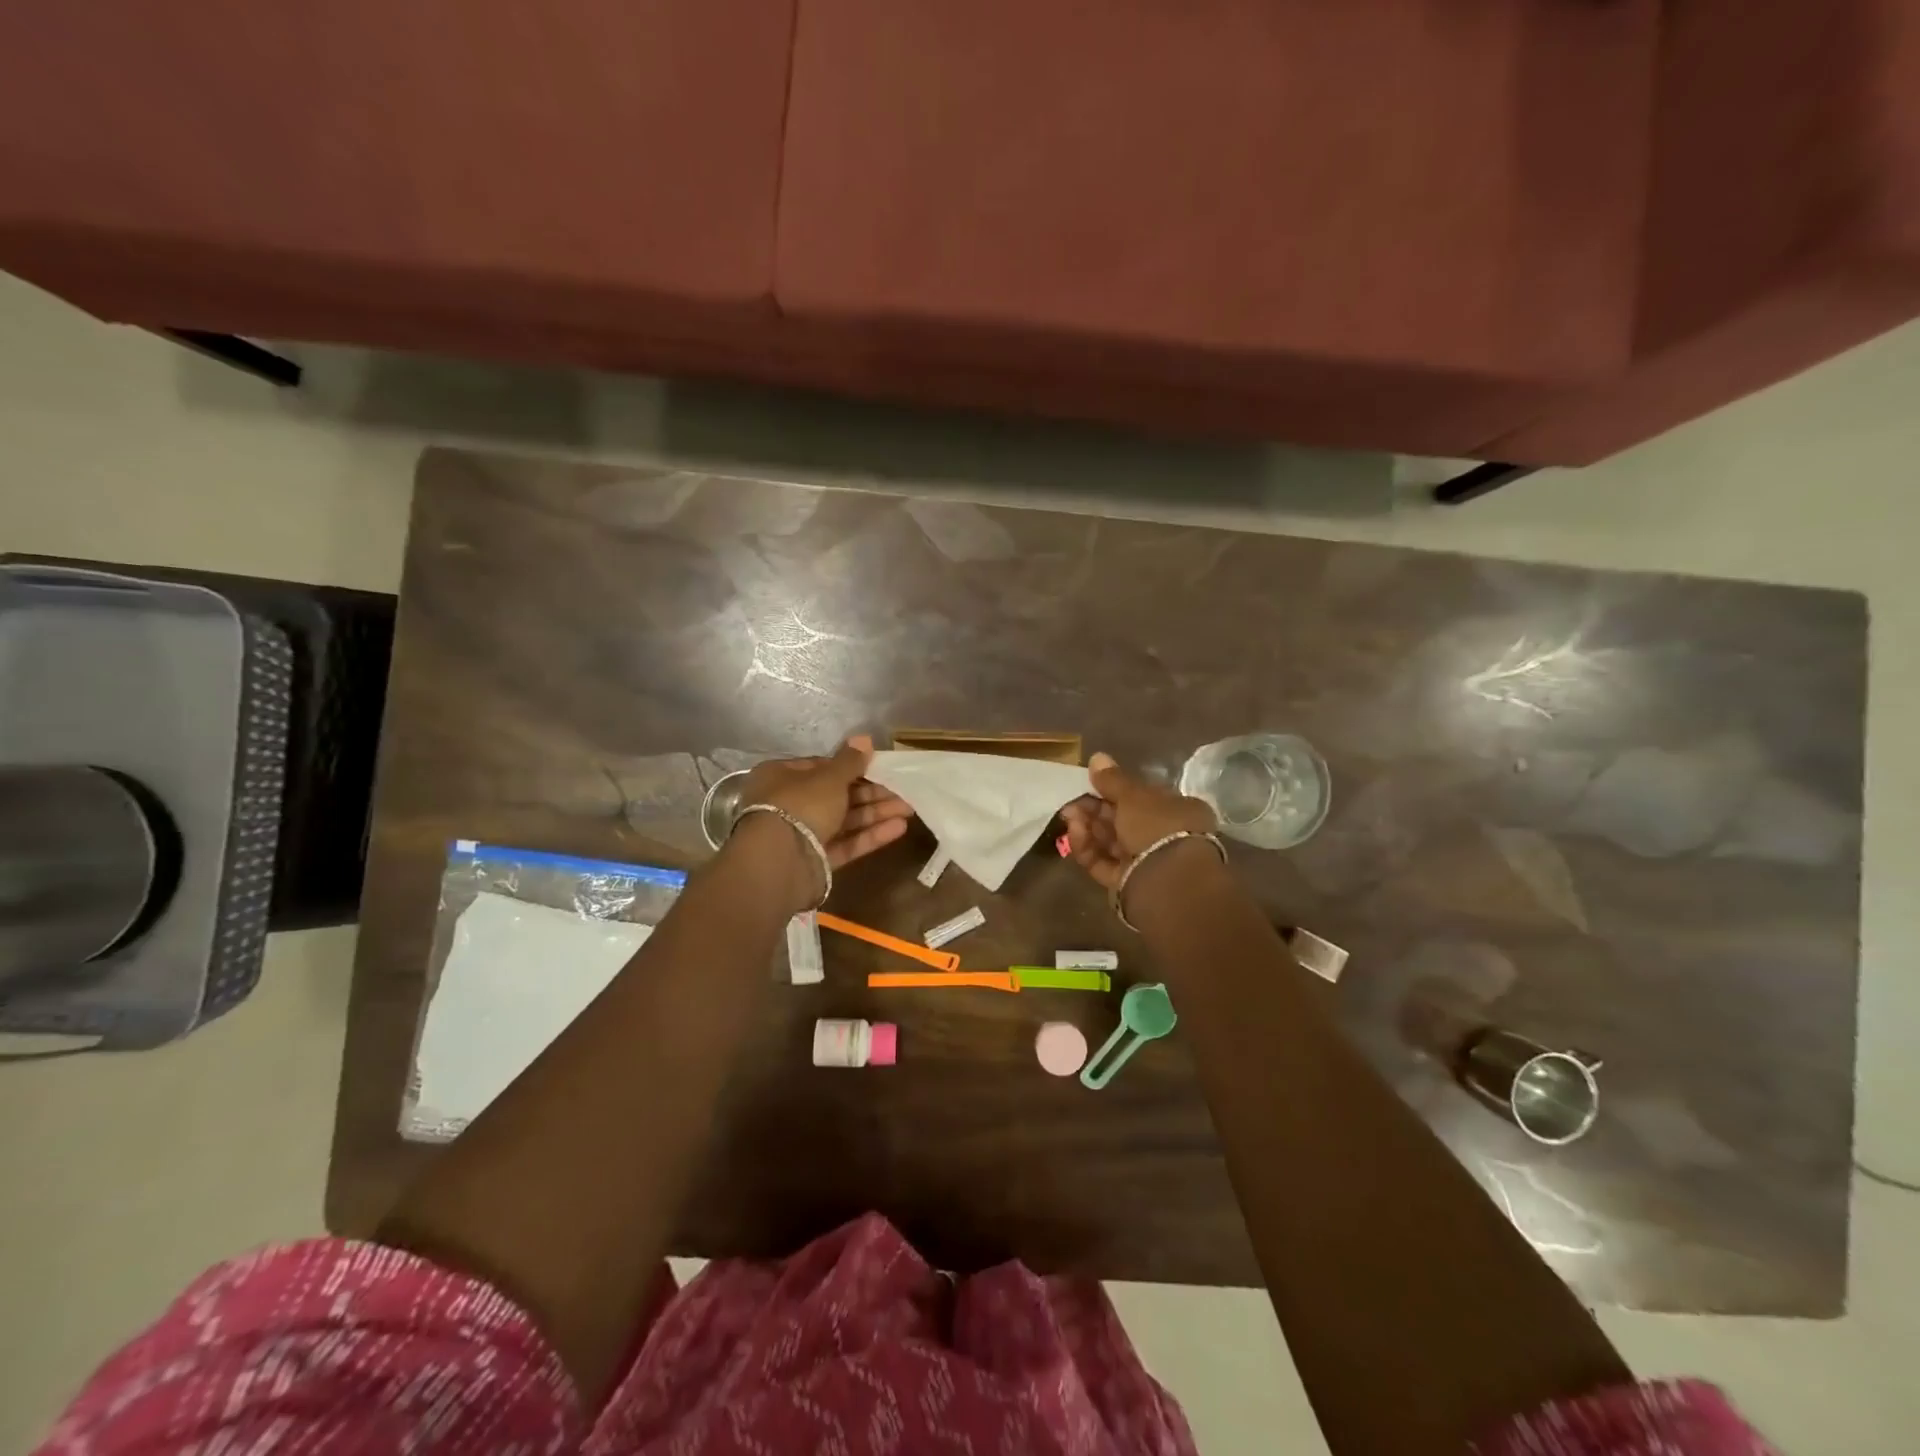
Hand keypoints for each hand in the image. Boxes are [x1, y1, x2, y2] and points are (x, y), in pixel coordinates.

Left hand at [734, 735, 912, 868]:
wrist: (780, 862)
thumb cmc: (801, 805)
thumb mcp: (829, 777)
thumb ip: (850, 761)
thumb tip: (864, 738)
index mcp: (781, 776)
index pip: (819, 767)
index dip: (850, 767)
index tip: (877, 767)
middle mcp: (788, 804)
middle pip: (835, 795)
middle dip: (871, 793)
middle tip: (902, 790)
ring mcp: (801, 835)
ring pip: (843, 820)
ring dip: (875, 814)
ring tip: (909, 808)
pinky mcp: (815, 861)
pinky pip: (844, 844)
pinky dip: (869, 836)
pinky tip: (898, 829)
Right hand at [1059, 751, 1215, 891]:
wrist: (1167, 881)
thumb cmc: (1157, 826)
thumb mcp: (1134, 795)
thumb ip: (1113, 779)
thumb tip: (1097, 757)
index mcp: (1178, 810)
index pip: (1143, 797)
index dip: (1115, 790)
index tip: (1090, 784)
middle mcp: (1165, 836)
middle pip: (1123, 820)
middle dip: (1094, 809)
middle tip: (1071, 802)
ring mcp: (1146, 862)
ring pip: (1111, 842)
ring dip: (1088, 827)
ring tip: (1069, 817)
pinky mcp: (1128, 883)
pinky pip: (1104, 863)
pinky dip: (1088, 849)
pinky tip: (1075, 834)